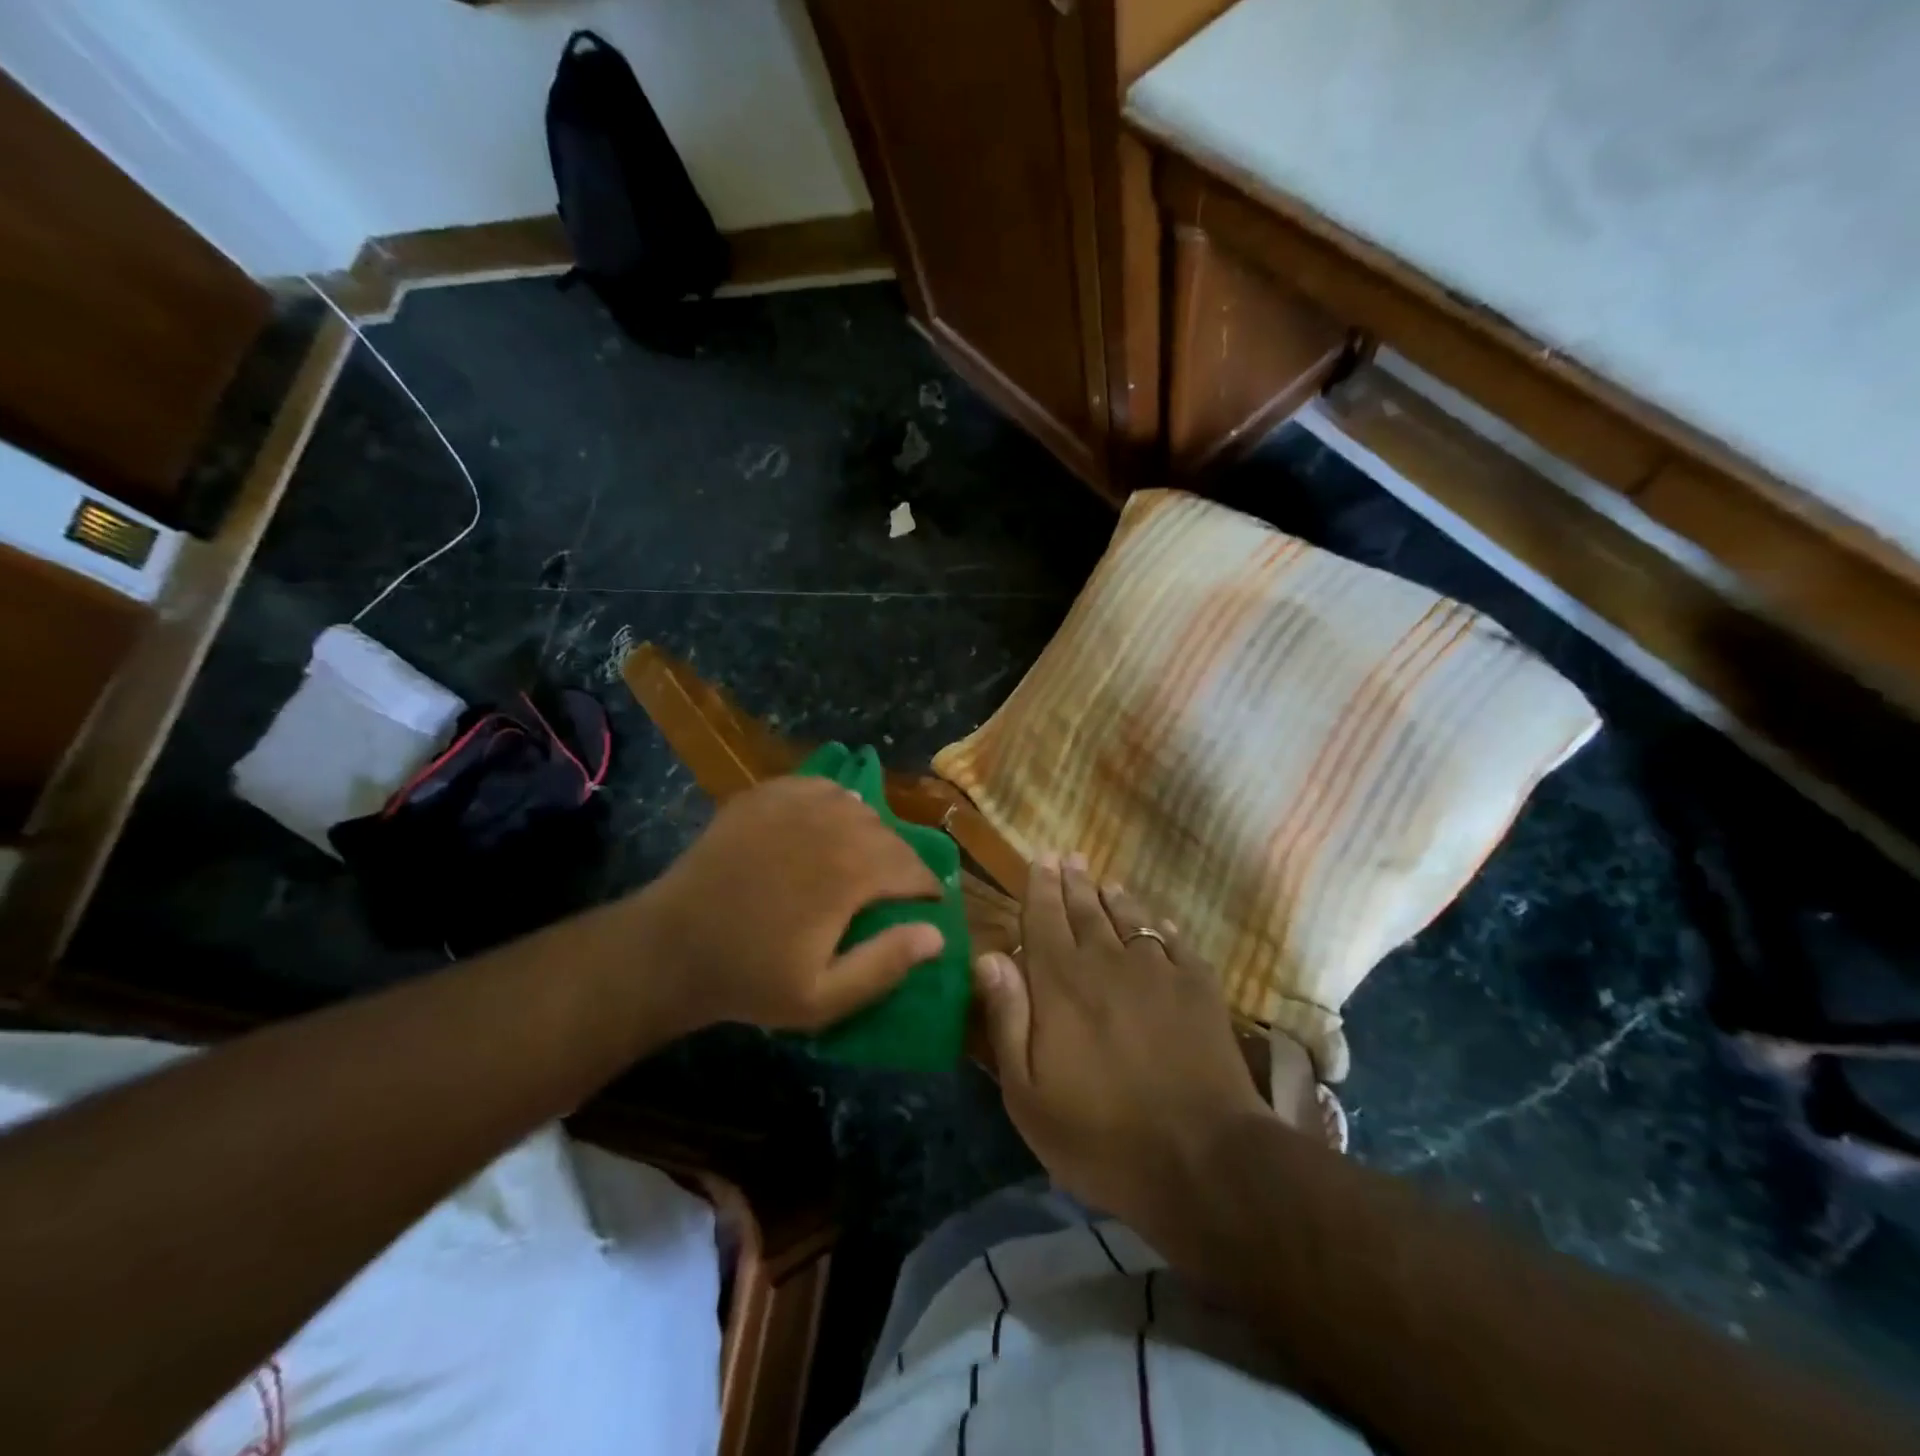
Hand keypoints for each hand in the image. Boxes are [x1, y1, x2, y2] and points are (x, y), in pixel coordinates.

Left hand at [637, 776, 943, 1032]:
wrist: (670, 948)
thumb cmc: (750, 978)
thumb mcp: (822, 998)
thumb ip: (885, 965)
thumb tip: (936, 935)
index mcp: (851, 872)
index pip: (913, 869)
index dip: (928, 889)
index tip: (928, 905)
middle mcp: (831, 825)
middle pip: (889, 835)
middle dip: (901, 862)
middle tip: (894, 890)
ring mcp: (794, 804)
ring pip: (857, 807)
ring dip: (869, 832)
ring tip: (860, 859)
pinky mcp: (764, 796)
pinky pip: (819, 787)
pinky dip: (834, 803)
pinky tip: (825, 825)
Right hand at [972, 855, 1268, 1222]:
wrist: (1203, 1159)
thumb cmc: (1101, 1136)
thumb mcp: (1028, 1094)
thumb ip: (1008, 1018)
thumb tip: (990, 956)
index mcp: (1061, 983)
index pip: (1044, 918)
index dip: (1040, 887)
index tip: (1040, 859)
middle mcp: (1108, 961)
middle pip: (1086, 909)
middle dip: (1074, 881)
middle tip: (1068, 857)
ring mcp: (1158, 971)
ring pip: (1130, 918)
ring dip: (1114, 897)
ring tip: (1106, 883)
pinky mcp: (1200, 987)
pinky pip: (1175, 942)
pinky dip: (1161, 927)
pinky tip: (1158, 924)